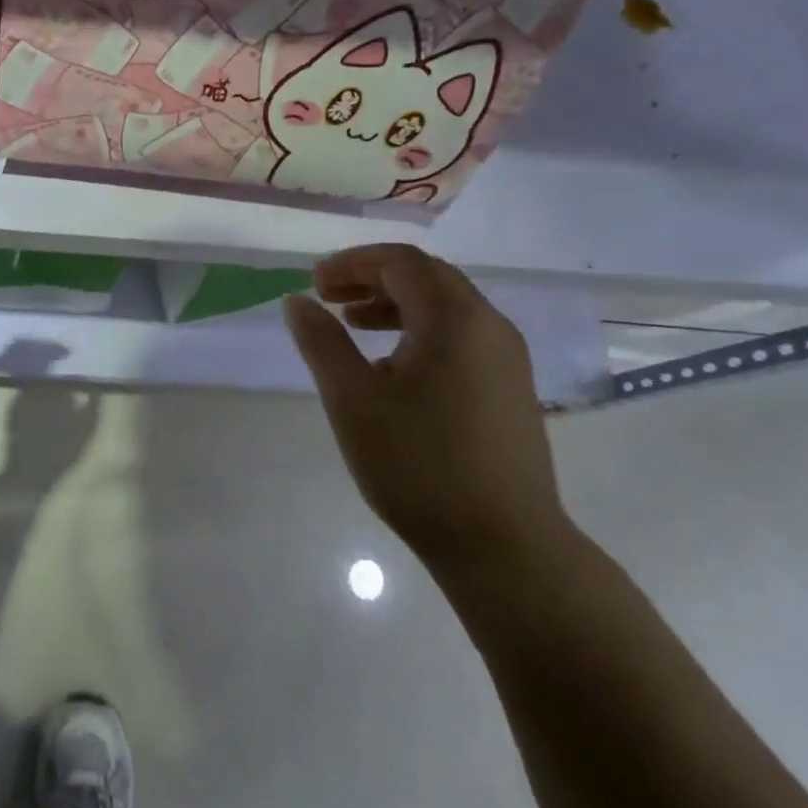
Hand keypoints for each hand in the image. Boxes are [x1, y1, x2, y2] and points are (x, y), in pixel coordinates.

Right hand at [282, 244, 567, 577]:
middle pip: (427, 277)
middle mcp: (489, 326)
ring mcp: (507, 358)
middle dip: (373, 279)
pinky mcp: (510, 389)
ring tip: (353, 327)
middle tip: (329, 298)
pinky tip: (392, 368)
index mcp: (454, 318)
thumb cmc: (418, 465)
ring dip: (395, 305)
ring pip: (446, 308)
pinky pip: (460, 337)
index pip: (401, 262)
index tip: (314, 284)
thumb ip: (321, 342)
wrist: (503, 544)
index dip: (352, 263)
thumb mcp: (352, 399)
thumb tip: (297, 301)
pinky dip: (420, 332)